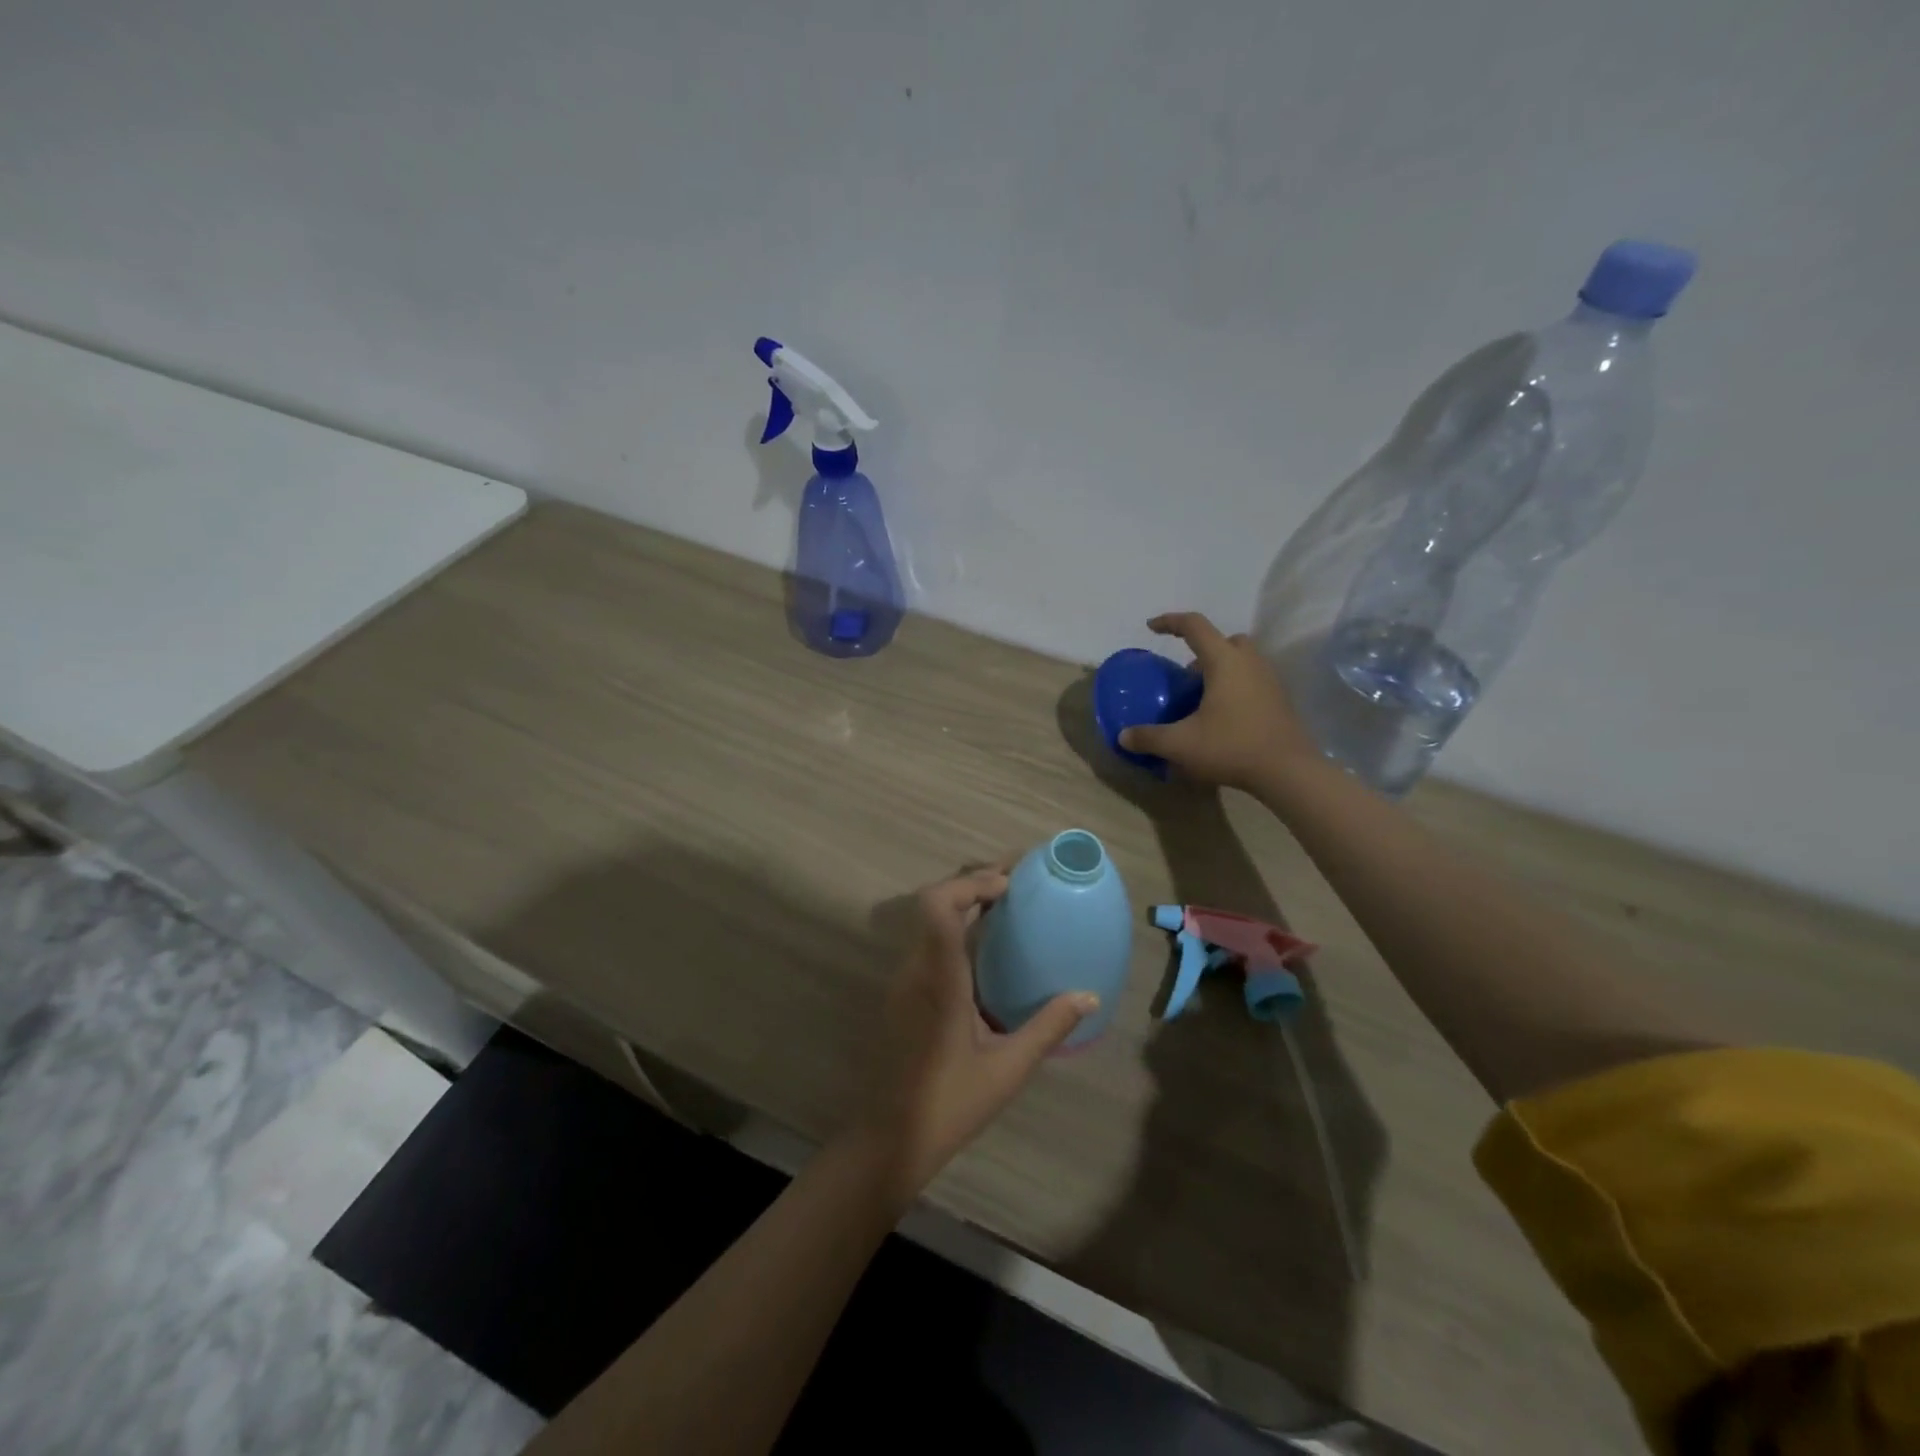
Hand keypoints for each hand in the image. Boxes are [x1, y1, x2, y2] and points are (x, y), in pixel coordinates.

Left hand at [853, 867, 1096, 1201]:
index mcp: (938, 979)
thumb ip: (1048, 1028)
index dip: (970, 884)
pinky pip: (929, 941)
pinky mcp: (904, 993)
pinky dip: (956, 926)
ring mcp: (905, 980)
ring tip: (1006, 904)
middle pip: (933, 903)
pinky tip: (986, 946)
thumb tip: (1089, 996)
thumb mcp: (1008, 1068)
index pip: (938, 906)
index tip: (1008, 885)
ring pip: (929, 920)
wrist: (891, 1138)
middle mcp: (916, 969)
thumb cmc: (950, 1103)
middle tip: (1016, 884)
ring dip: (963, 902)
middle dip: (973, 884)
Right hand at [1118, 612, 1321, 792]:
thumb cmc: (1232, 746)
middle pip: (1225, 640)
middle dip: (1202, 649)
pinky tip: (1223, 716)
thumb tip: (1123, 736)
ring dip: (1221, 669)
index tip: (1151, 627)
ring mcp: (1270, 680)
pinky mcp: (1280, 700)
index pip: (1195, 626)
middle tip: (1186, 675)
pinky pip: (1253, 679)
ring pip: (1242, 660)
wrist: (1288, 771)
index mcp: (1224, 661)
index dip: (1170, 622)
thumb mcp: (1181, 744)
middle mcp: (1250, 662)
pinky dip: (1235, 686)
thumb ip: (1149, 737)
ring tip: (1202, 698)